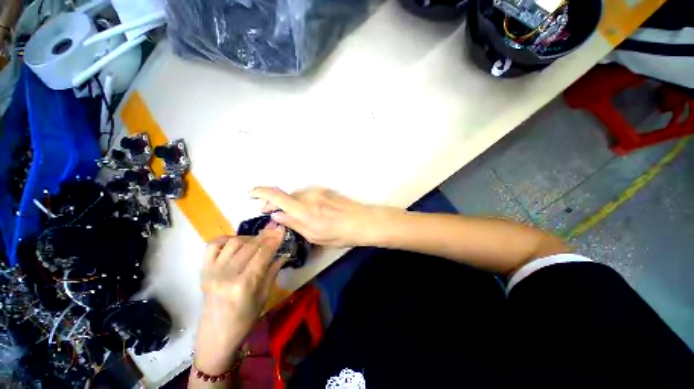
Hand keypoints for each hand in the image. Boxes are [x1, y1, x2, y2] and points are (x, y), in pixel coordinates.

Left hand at [194, 224, 286, 373]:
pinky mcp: (204, 270)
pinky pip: (213, 245)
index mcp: (244, 284)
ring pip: (234, 242)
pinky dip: (227, 239)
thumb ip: (273, 271)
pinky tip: (236, 242)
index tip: (282, 230)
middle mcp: (227, 274)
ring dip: (249, 238)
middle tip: (274, 231)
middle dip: (265, 236)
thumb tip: (283, 254)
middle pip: (250, 245)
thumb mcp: (264, 297)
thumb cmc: (244, 319)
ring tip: (257, 241)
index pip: (262, 253)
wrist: (216, 334)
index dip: (274, 239)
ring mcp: (212, 271)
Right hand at [250, 187, 379, 246]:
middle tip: (272, 214)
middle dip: (274, 203)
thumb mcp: (314, 236)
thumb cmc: (340, 234)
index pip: (277, 196)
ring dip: (288, 203)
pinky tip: (306, 211)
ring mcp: (318, 192)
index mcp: (304, 210)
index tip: (250, 194)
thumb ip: (294, 224)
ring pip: (296, 195)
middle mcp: (309, 196)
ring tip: (289, 214)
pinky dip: (300, 201)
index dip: (260, 193)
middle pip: (285, 195)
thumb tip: (276, 216)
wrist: (362, 221)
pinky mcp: (325, 191)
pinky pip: (307, 194)